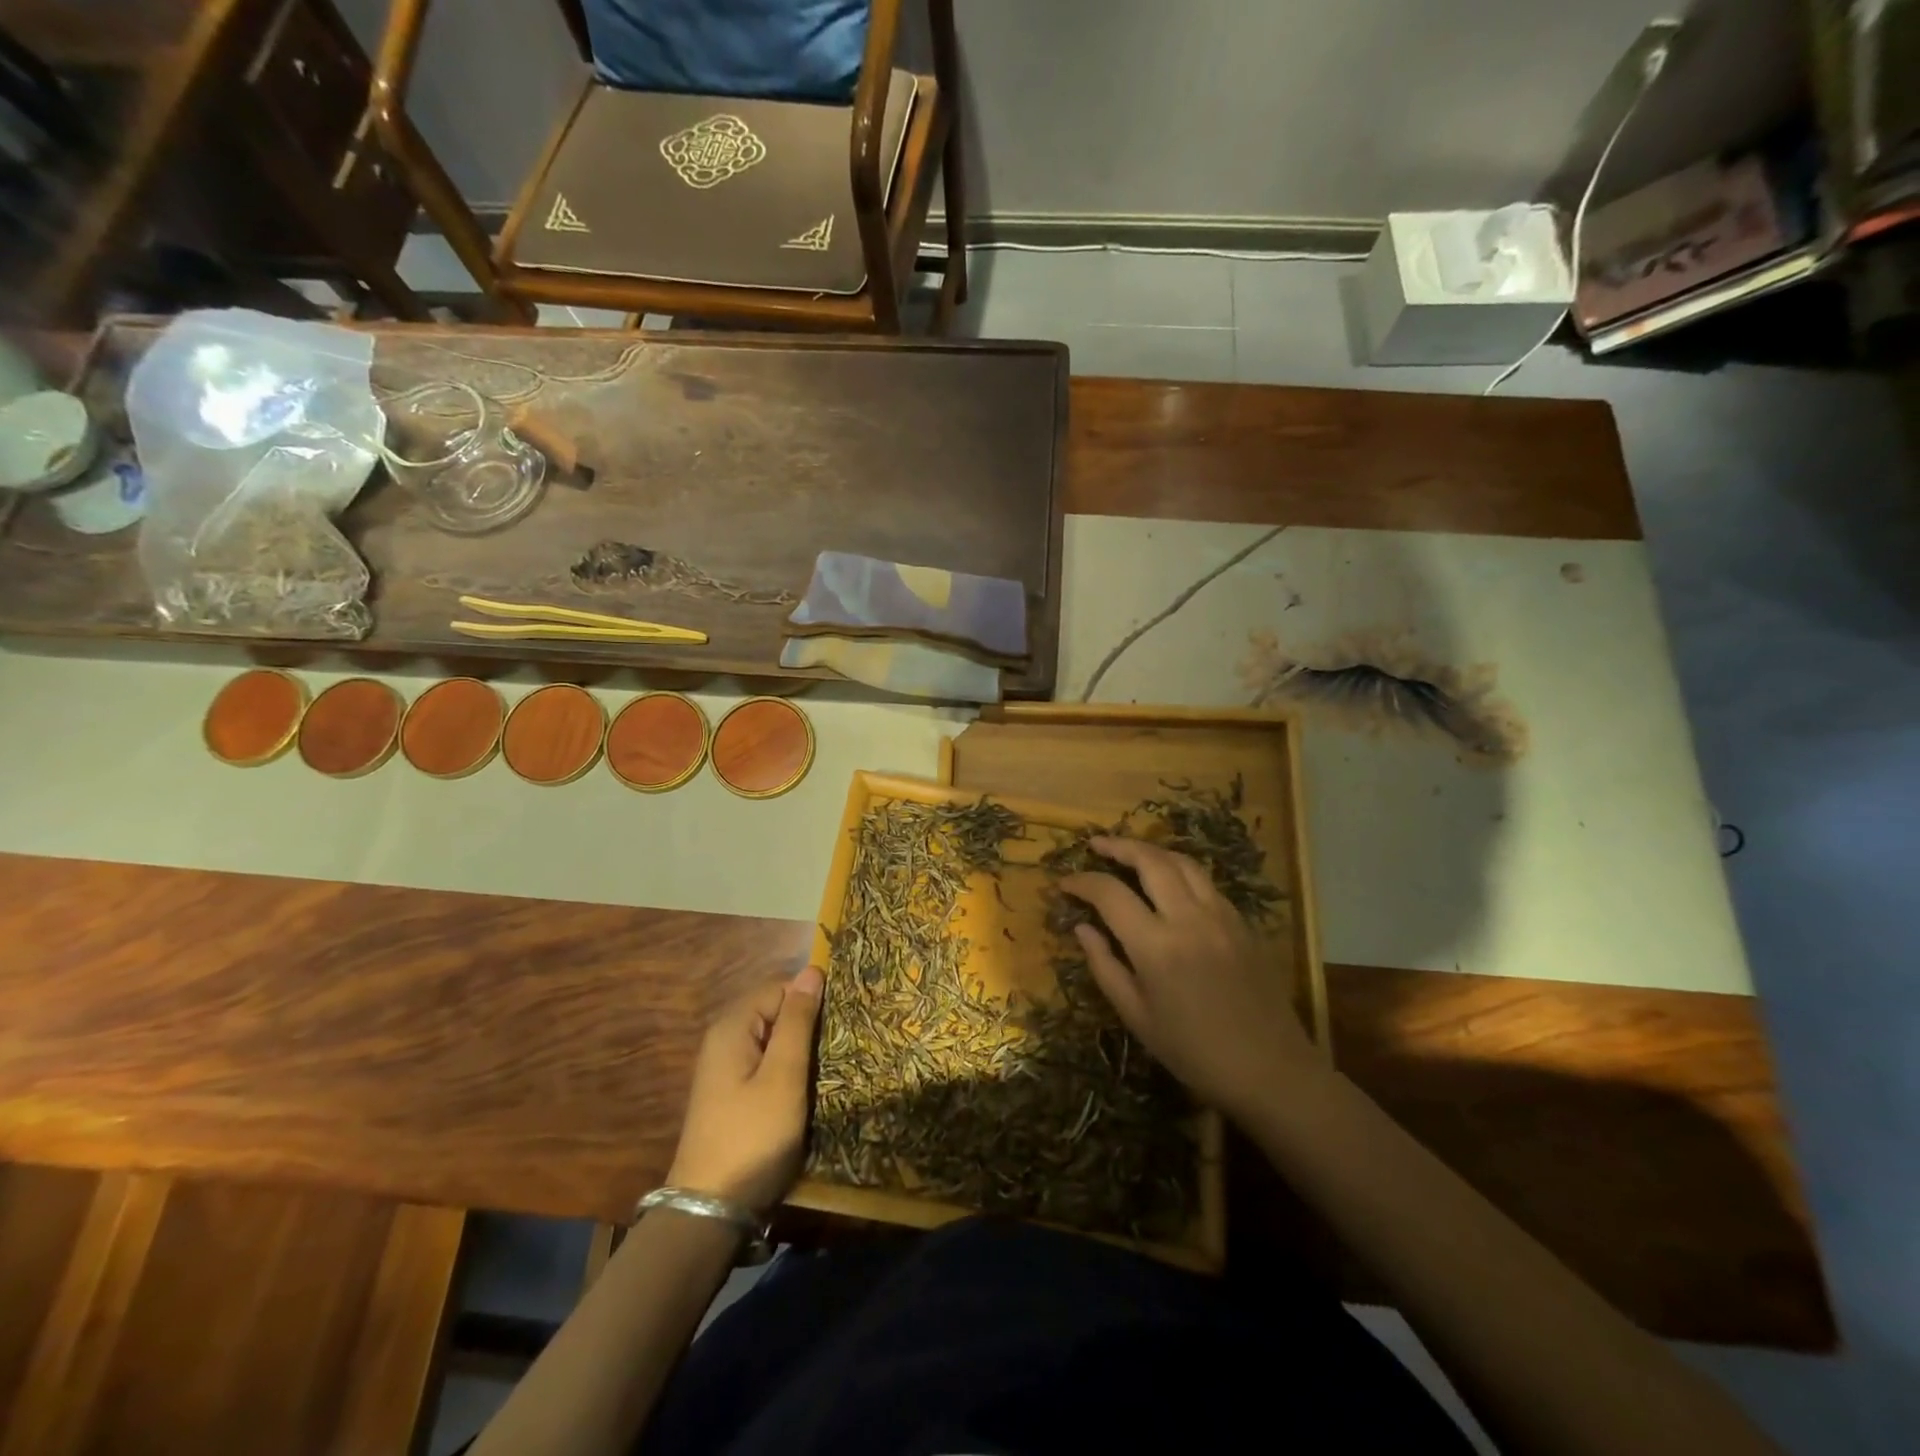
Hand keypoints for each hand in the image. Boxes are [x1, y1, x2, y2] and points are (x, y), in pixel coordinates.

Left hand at [667, 967, 822, 1213]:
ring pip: (774, 1040)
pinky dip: (788, 1070)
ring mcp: (726, 1068)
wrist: (710, 1212)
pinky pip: (766, 1064)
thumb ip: (798, 1022)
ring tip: (830, 1068)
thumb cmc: (752, 1137)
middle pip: (776, 1012)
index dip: (811, 1001)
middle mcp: (724, 1039)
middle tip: (839, 1049)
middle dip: (807, 1025)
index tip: (839, 1026)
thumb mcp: (783, 1076)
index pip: (781, 988)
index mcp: (733, 1026)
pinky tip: (807, 1089)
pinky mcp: (732, 1094)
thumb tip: (812, 970)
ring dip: (801, 1050)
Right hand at [1060, 837, 1318, 1122]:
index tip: (1065, 883)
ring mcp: (1221, 915)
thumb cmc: (1194, 1052)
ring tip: (1130, 853)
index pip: (1109, 894)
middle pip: (1150, 861)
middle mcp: (1189, 918)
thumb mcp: (1136, 1016)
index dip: (1082, 882)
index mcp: (1156, 946)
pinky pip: (1206, 881)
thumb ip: (1104, 966)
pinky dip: (1180, 870)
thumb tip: (1082, 928)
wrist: (1271, 1071)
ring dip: (1151, 851)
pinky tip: (1169, 881)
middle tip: (1095, 845)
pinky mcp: (1242, 922)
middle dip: (1118, 846)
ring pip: (1183, 862)